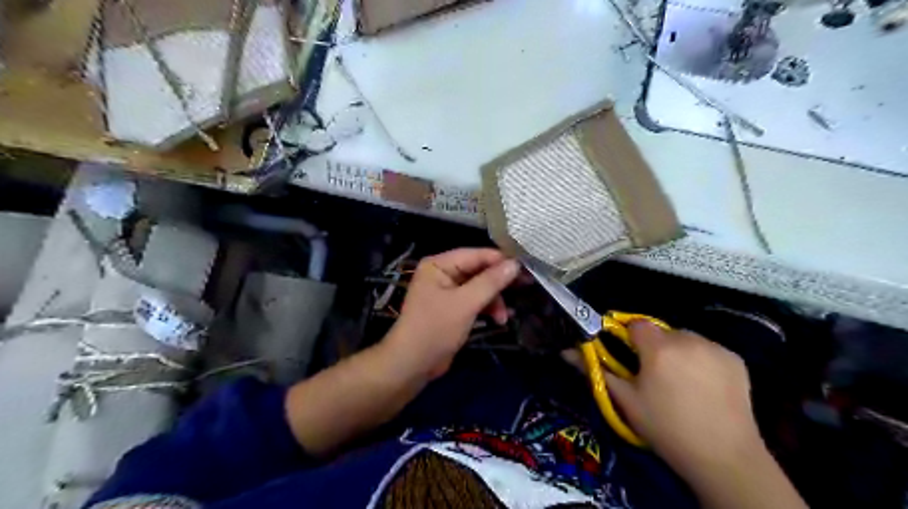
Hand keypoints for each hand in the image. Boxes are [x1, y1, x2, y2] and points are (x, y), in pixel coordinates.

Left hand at [380, 248, 516, 378]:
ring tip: (504, 317)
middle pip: (479, 270)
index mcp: (439, 264)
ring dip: (494, 300)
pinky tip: (499, 320)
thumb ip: (490, 282)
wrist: (412, 364)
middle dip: (499, 283)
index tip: (526, 269)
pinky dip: (487, 308)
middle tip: (525, 288)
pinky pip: (475, 300)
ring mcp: (447, 291)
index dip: (501, 260)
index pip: (476, 255)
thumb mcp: (465, 303)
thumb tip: (515, 264)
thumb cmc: (435, 328)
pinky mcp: (452, 308)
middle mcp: (443, 272)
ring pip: (480, 287)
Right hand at [606, 323, 761, 477]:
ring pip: (685, 338)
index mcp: (658, 348)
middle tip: (654, 375)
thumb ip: (596, 370)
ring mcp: (715, 347)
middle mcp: (687, 339)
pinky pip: (708, 349)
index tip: (629, 357)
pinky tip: (704, 385)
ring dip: (678, 351)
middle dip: (654, 346)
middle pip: (661, 331)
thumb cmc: (665, 428)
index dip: (629, 337)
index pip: (636, 324)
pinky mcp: (735, 359)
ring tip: (680, 382)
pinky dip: (701, 359)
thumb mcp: (625, 401)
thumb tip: (566, 351)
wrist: (724, 458)